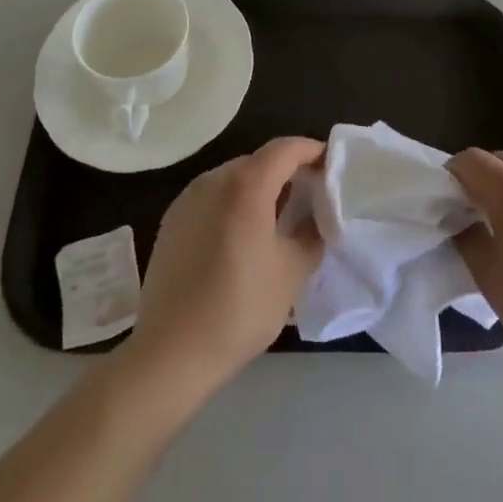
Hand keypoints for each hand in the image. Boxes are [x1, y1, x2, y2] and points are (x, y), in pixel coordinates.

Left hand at [123, 137, 324, 403]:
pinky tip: (243, 235)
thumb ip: (312, 232)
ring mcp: (188, 199)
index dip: (311, 150)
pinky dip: (235, 203)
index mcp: (245, 186)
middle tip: (310, 195)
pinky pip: (213, 197)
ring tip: (279, 216)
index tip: (331, 165)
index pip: (285, 149)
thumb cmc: (240, 308)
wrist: (171, 353)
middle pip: (259, 161)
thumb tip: (317, 214)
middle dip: (287, 170)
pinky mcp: (172, 221)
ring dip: (260, 187)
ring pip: (234, 178)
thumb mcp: (292, 272)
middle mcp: (213, 180)